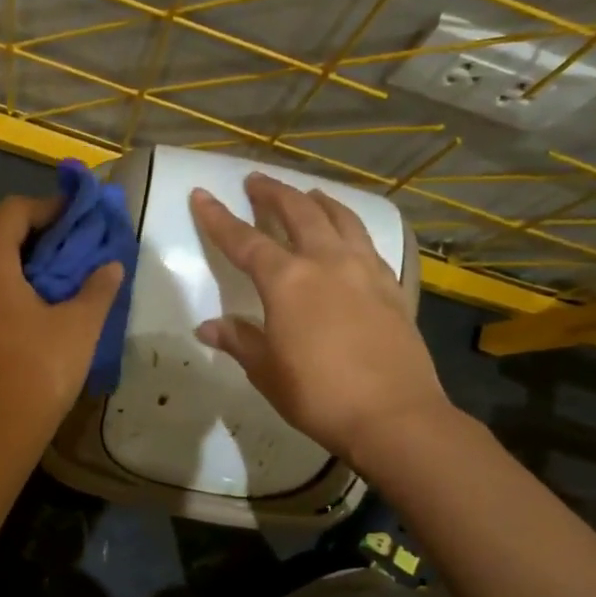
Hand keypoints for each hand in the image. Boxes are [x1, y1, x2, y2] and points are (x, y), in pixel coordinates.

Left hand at [0, 194, 124, 473]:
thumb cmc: (37, 375)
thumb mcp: (78, 329)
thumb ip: (97, 289)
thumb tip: (111, 265)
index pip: (12, 211)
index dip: (46, 206)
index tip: (75, 216)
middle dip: (21, 225)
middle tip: (57, 241)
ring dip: (5, 252)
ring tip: (44, 271)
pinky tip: (22, 303)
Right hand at [190, 174, 445, 465]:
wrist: (393, 416)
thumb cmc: (318, 395)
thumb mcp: (267, 371)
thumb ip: (239, 341)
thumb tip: (208, 327)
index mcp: (287, 281)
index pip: (244, 241)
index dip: (219, 218)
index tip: (202, 194)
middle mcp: (326, 262)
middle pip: (297, 212)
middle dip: (273, 193)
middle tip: (256, 180)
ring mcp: (364, 270)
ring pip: (340, 218)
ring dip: (317, 201)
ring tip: (306, 194)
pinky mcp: (392, 286)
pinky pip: (367, 241)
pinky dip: (350, 226)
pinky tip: (348, 235)